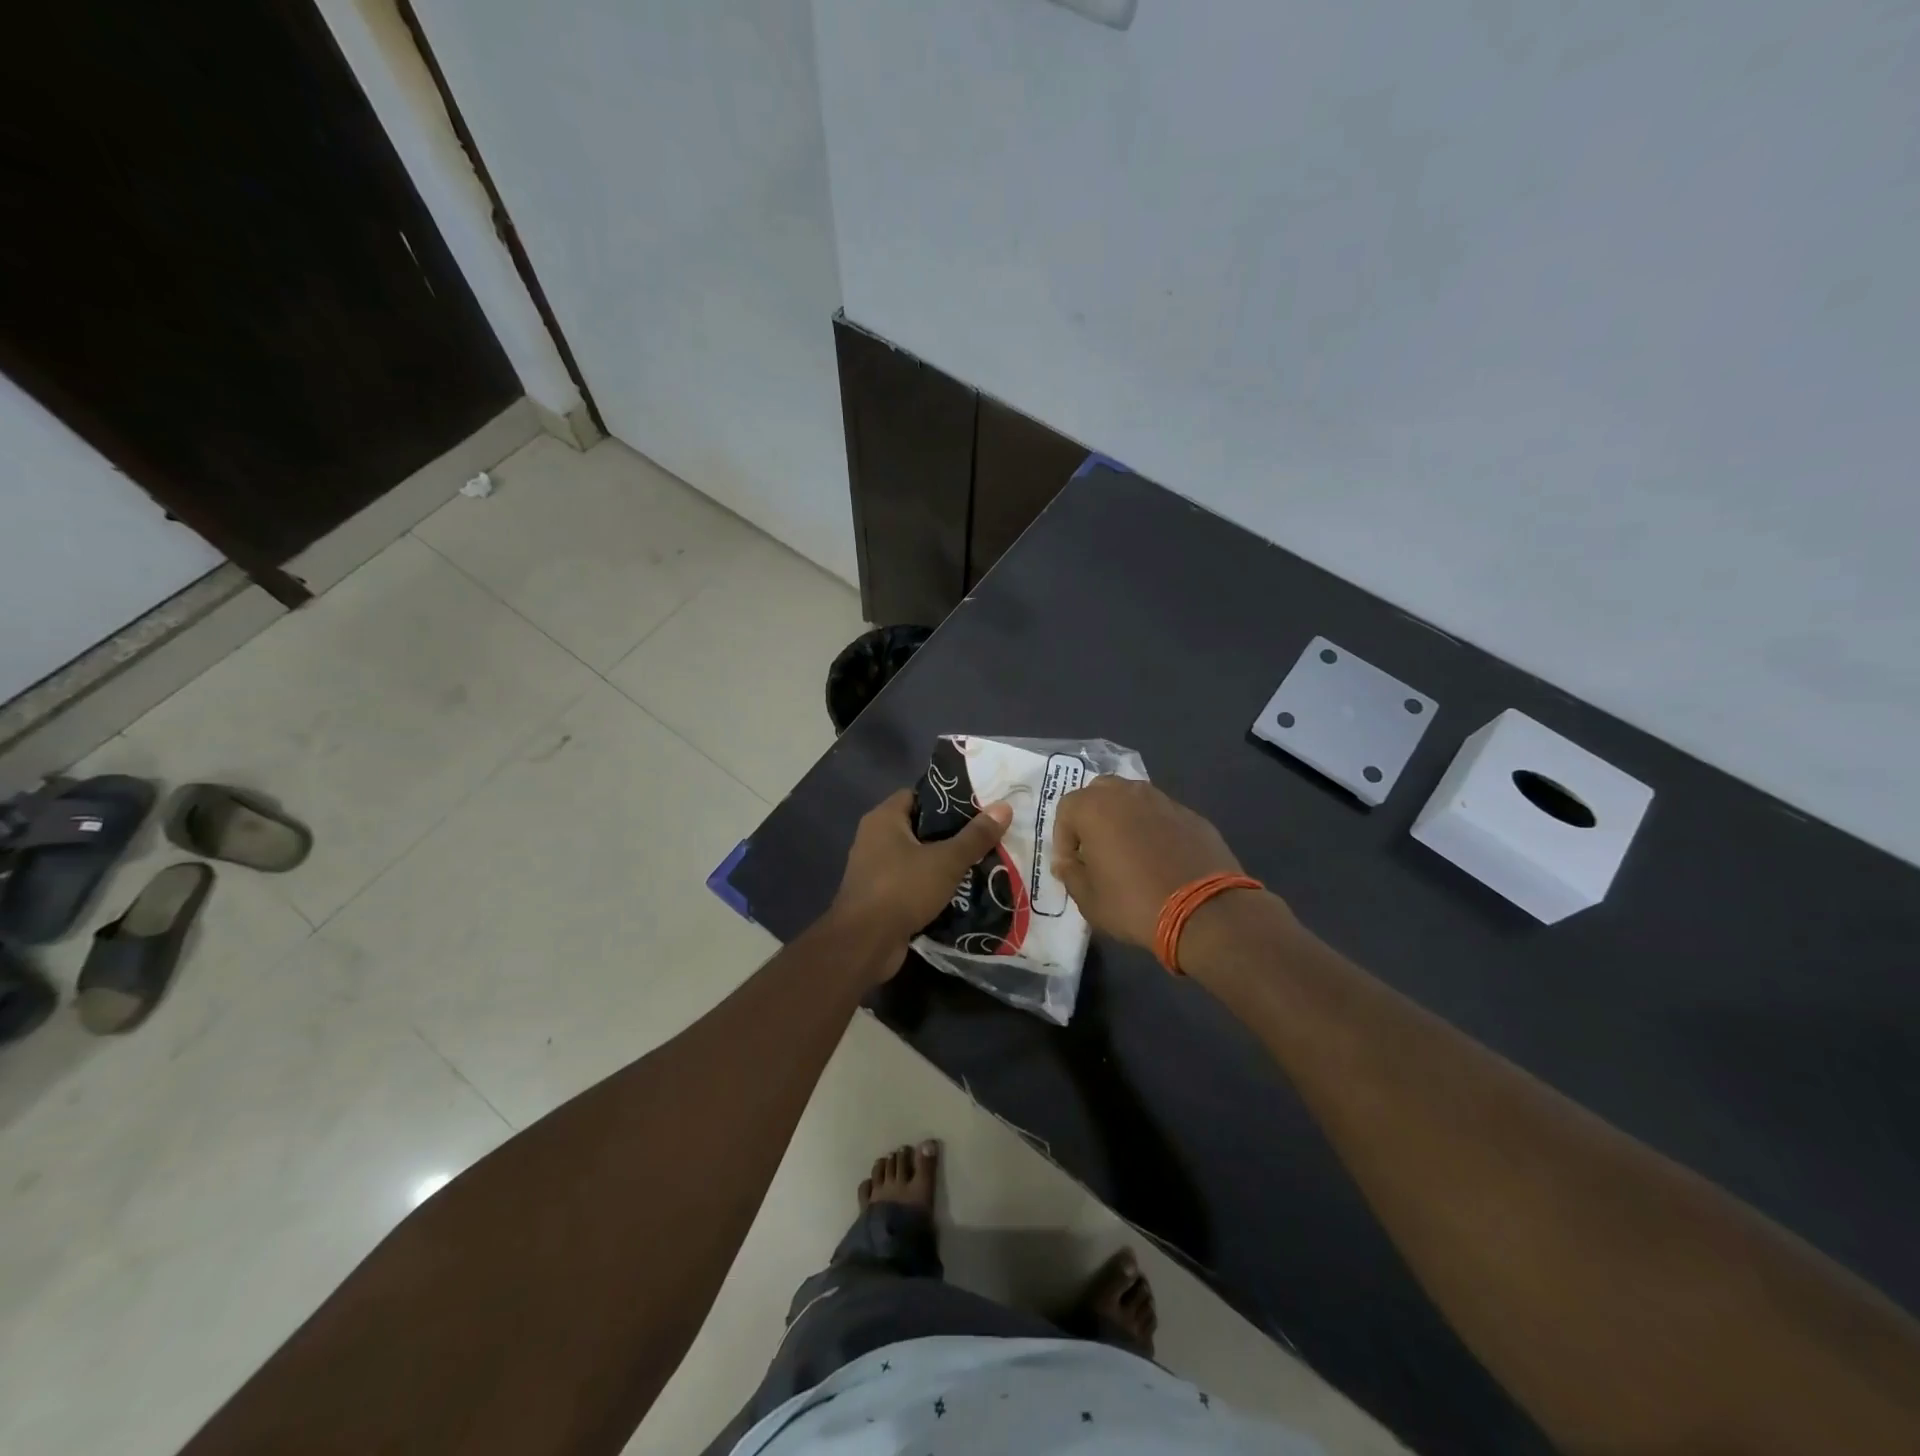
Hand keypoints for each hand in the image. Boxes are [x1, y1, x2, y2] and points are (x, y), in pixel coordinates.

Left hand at [829, 788, 1012, 957]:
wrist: (864, 944)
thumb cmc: (901, 889)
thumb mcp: (946, 861)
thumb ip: (975, 836)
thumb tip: (1004, 807)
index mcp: (883, 819)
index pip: (917, 795)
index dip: (946, 799)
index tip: (977, 807)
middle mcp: (874, 839)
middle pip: (919, 827)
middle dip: (951, 833)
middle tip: (985, 837)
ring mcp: (874, 869)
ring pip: (917, 857)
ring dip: (943, 862)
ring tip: (979, 863)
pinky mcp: (879, 897)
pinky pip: (911, 882)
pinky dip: (931, 886)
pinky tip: (960, 892)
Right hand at [1051, 778, 1245, 948]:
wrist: (1205, 911)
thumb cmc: (1134, 904)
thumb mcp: (1088, 899)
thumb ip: (1070, 873)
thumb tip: (1067, 862)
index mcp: (1095, 807)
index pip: (1066, 810)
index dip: (1063, 839)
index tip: (1070, 866)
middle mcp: (1128, 793)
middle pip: (1099, 793)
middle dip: (1092, 818)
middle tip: (1095, 850)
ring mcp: (1164, 801)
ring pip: (1133, 800)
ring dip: (1124, 819)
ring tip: (1128, 853)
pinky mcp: (1192, 816)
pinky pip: (1162, 816)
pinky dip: (1154, 830)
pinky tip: (1161, 859)